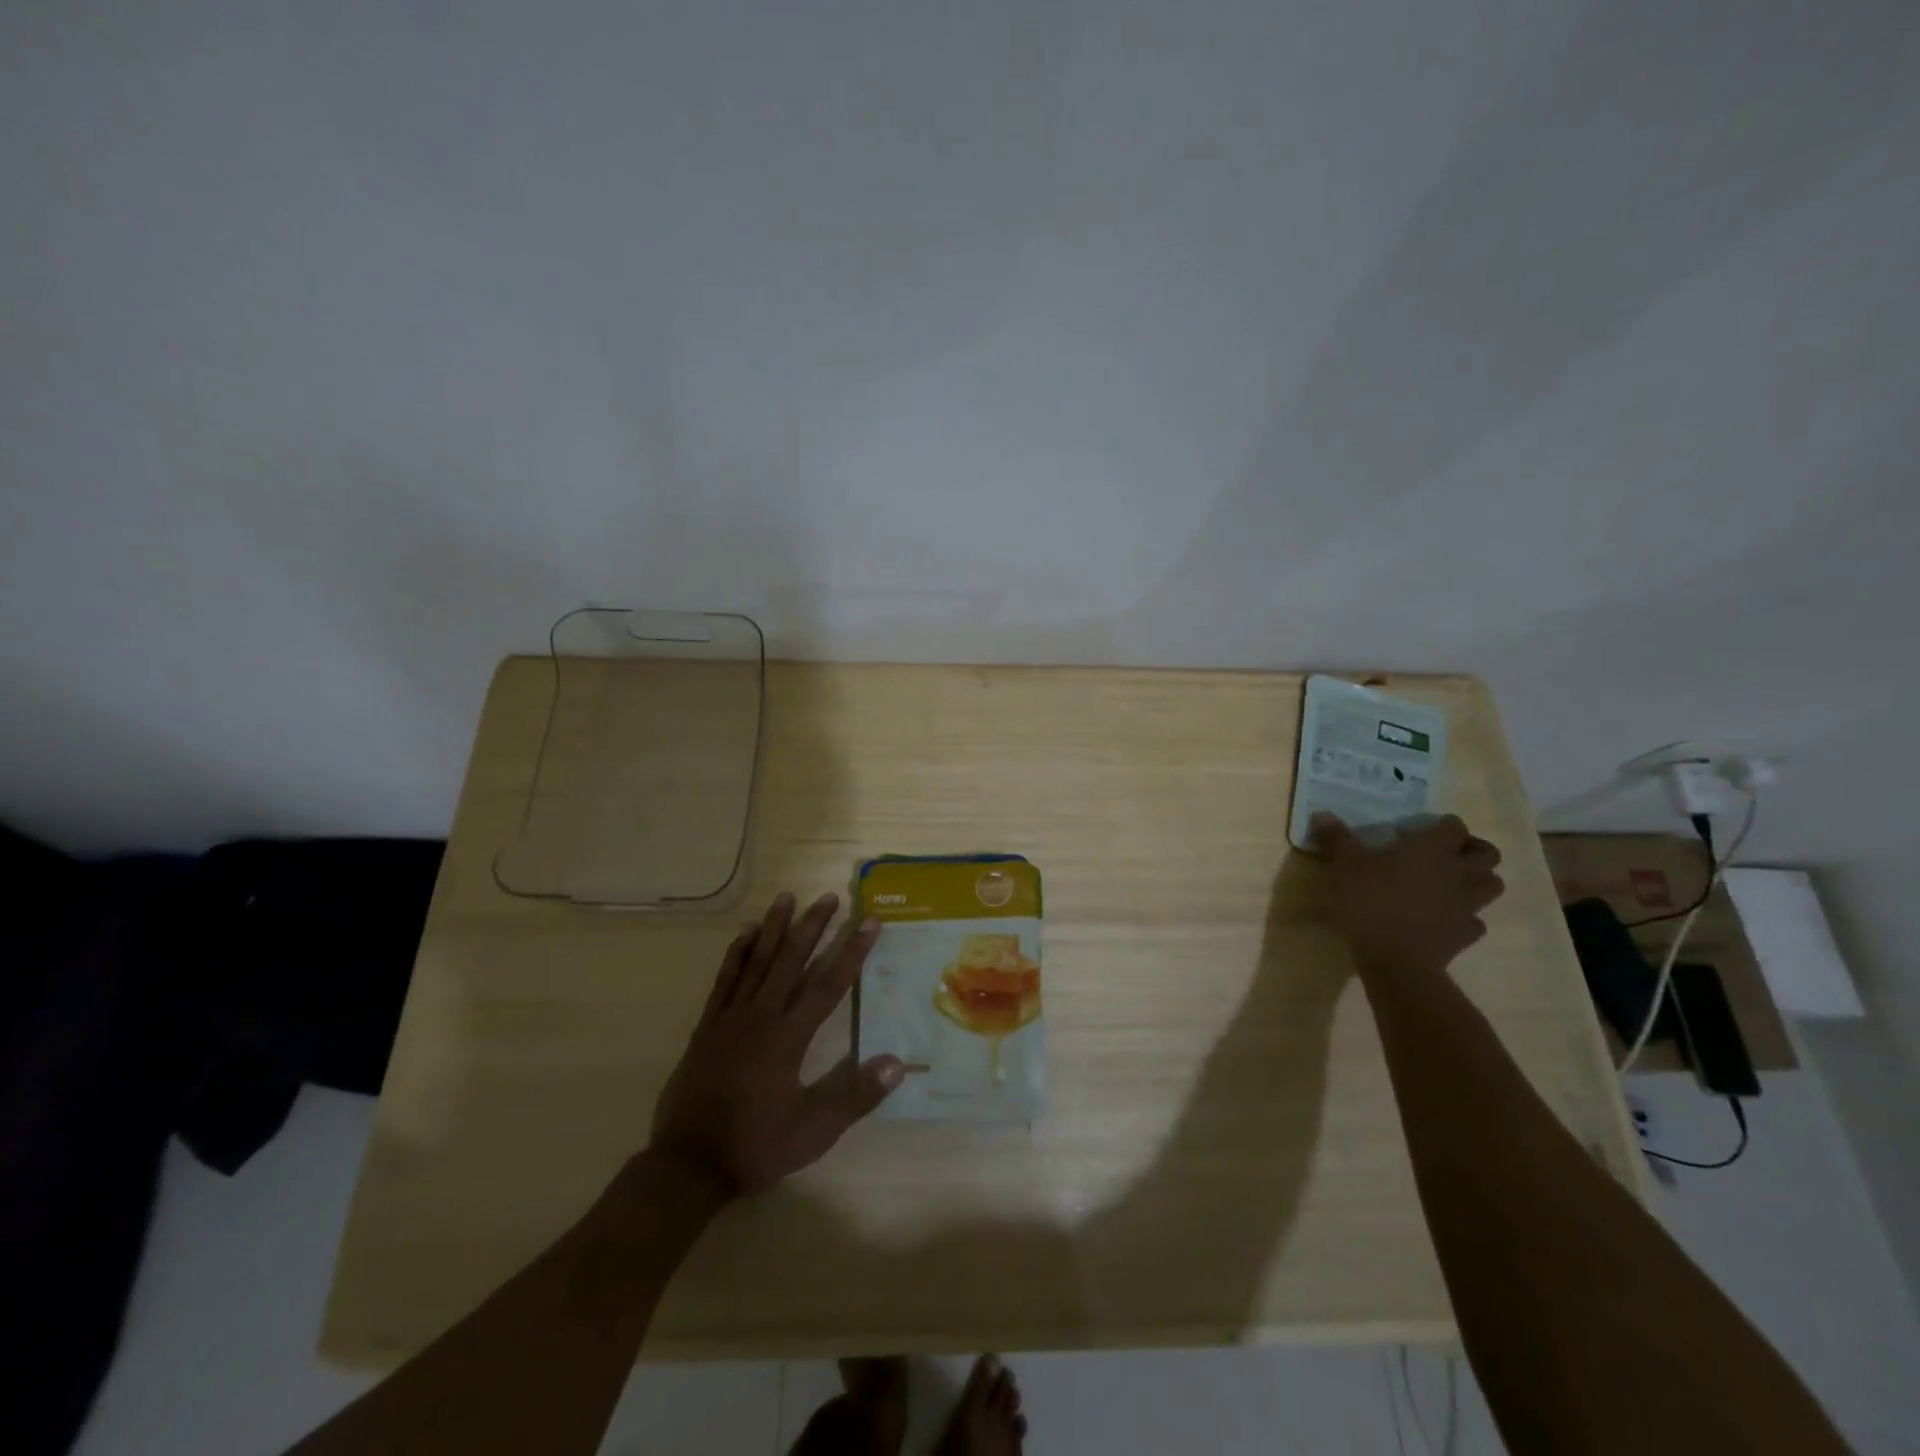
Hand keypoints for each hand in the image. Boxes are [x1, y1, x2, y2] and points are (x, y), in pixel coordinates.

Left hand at [649, 892, 904, 1196]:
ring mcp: (730, 1018)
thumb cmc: (755, 1146)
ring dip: (774, 929)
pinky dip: (736, 954)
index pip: (829, 984)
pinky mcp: (707, 1027)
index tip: (869, 921)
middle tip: (828, 897)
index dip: (851, 951)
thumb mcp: (814, 1131)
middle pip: (791, 961)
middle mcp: (761, 1016)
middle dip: (813, 927)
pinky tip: (746, 933)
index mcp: (789, 1037)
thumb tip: (898, 1063)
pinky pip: (724, 980)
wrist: (688, 1165)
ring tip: (787, 898)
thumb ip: (856, 1095)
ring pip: (757, 962)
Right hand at [1313, 813, 1504, 976]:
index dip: (1440, 826)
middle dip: (1472, 850)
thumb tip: (1323, 814)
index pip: (1454, 826)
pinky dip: (1464, 917)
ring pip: (1492, 886)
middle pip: (1488, 854)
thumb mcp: (1344, 865)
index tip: (1417, 832)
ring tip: (1451, 884)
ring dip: (1477, 881)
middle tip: (1445, 854)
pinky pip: (1476, 921)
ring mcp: (1467, 905)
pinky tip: (1444, 918)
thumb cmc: (1369, 901)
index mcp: (1432, 849)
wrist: (1395, 959)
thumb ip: (1337, 838)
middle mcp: (1458, 872)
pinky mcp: (1466, 934)